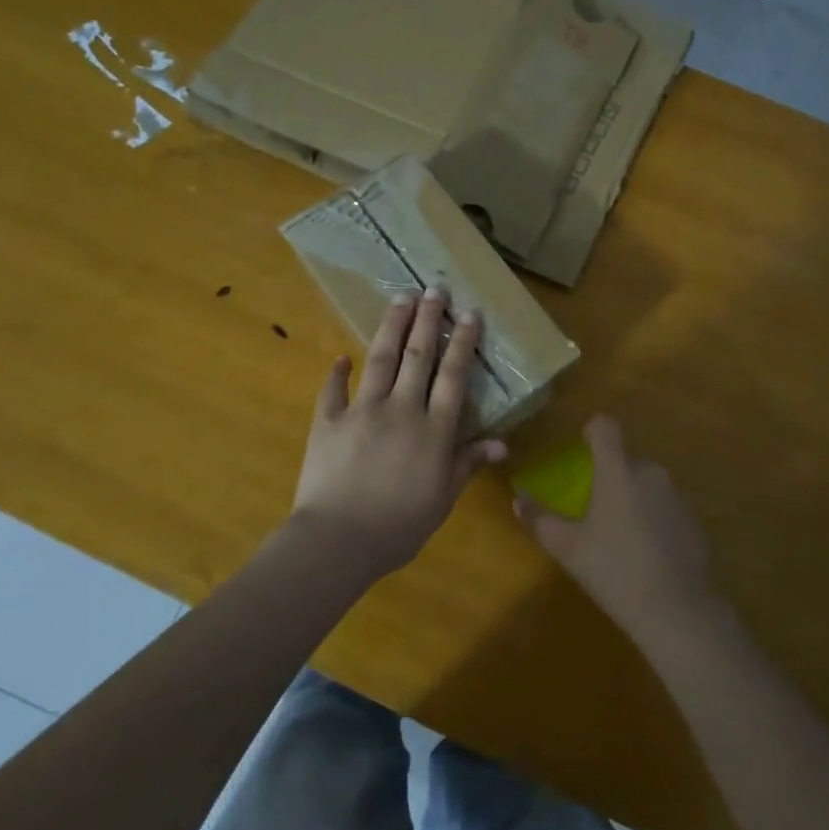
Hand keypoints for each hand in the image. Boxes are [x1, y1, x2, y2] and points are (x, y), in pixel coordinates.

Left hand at [291, 286, 505, 577]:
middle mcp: (401, 408)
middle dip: (428, 319)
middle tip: (435, 288)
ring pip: (380, 358)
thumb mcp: (442, 500)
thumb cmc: (398, 526)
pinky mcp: (327, 421)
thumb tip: (501, 444)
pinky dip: (337, 372)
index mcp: (433, 429)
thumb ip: (467, 465)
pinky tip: (341, 356)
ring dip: (392, 326)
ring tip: (401, 298)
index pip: (452, 375)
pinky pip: (332, 390)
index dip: (462, 341)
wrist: (336, 541)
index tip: (469, 312)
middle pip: (418, 355)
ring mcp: (361, 411)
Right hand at [514, 416, 722, 651]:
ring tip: (618, 533)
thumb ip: (540, 519)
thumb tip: (518, 499)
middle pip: (624, 457)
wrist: (677, 610)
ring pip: (646, 481)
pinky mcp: (693, 517)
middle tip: (592, 507)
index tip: (581, 448)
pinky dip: (652, 515)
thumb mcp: (568, 548)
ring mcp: (676, 493)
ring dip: (631, 495)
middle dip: (608, 473)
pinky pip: (664, 503)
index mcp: (618, 470)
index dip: (591, 431)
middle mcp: (650, 471)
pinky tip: (645, 550)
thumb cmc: (615, 572)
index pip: (605, 426)